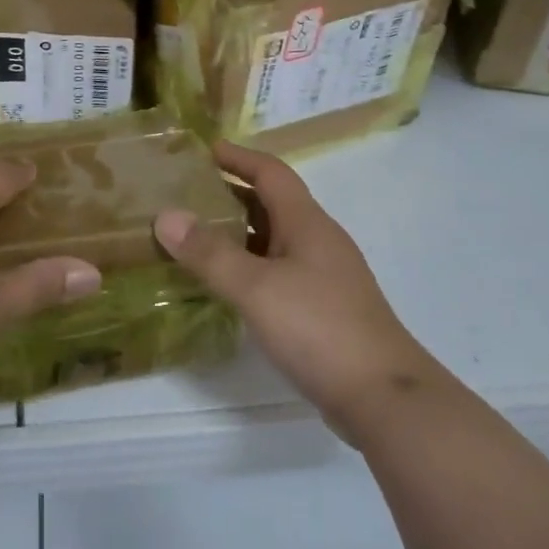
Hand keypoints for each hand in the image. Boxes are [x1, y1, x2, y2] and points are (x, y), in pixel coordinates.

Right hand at [154, 143, 441, 435]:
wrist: (383, 397)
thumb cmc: (319, 328)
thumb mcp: (256, 288)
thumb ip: (210, 253)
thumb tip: (166, 216)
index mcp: (307, 222)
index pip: (271, 172)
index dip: (238, 157)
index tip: (202, 150)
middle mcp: (318, 240)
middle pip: (272, 203)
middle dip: (231, 194)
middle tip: (186, 195)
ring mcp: (324, 276)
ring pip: (274, 239)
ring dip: (238, 232)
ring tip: (195, 237)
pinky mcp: (323, 308)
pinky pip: (279, 271)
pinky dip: (249, 266)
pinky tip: (227, 285)